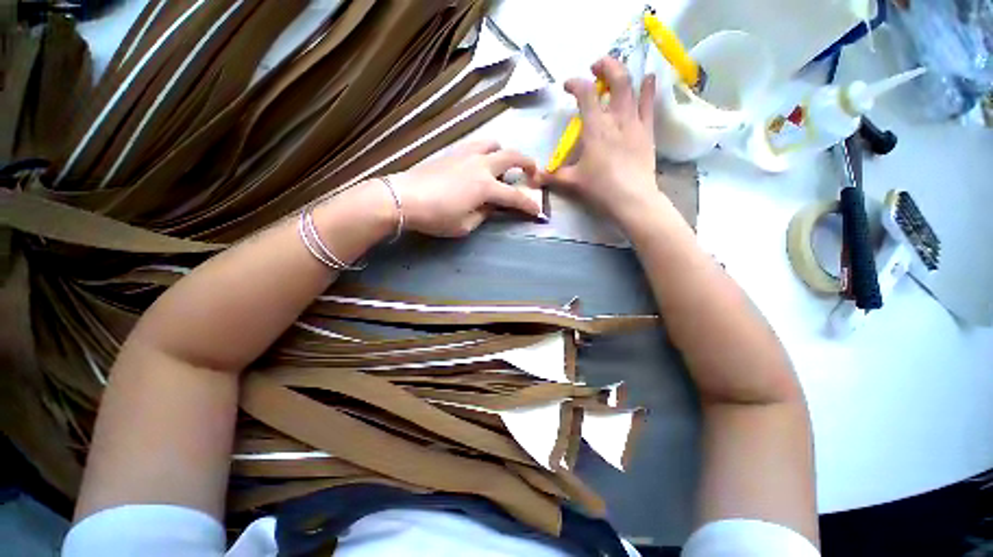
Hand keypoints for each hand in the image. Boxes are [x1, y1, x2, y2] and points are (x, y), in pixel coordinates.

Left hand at [388, 140, 544, 236]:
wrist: (404, 198)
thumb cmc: (436, 216)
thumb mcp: (465, 225)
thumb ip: (484, 214)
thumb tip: (491, 207)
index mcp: (486, 187)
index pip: (515, 196)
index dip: (529, 205)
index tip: (538, 211)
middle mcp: (481, 165)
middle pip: (512, 156)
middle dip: (528, 163)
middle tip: (532, 174)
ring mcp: (466, 155)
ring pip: (493, 143)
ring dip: (504, 153)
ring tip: (503, 166)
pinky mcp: (453, 152)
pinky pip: (476, 145)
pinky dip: (485, 152)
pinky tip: (479, 165)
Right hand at [542, 57, 666, 225]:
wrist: (632, 199)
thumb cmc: (600, 188)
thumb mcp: (572, 182)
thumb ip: (552, 176)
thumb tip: (533, 177)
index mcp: (595, 128)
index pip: (585, 93)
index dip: (575, 83)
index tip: (567, 86)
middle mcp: (616, 118)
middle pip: (615, 79)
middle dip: (605, 66)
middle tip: (595, 67)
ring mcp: (635, 123)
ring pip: (633, 88)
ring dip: (623, 74)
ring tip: (615, 72)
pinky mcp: (647, 132)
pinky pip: (649, 104)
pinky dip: (648, 89)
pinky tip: (649, 78)